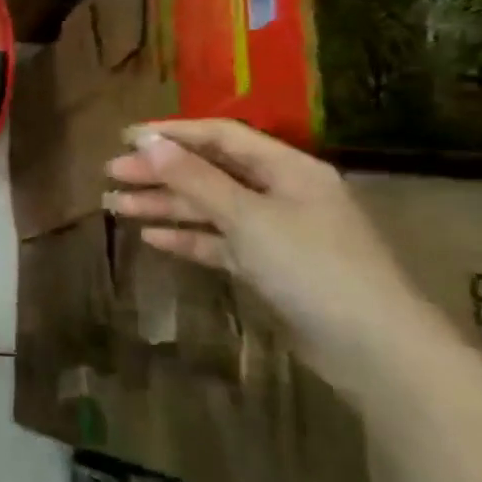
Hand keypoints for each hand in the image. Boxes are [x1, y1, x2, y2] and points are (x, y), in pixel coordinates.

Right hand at [104, 119, 443, 397]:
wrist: (372, 347)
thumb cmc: (311, 267)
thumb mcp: (247, 217)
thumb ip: (195, 179)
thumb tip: (147, 141)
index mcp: (288, 169)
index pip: (221, 136)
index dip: (172, 134)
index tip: (124, 138)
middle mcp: (282, 193)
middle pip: (210, 172)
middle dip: (159, 172)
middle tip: (110, 174)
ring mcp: (277, 231)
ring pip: (209, 208)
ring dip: (164, 205)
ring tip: (114, 206)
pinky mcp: (270, 267)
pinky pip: (219, 242)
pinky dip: (187, 237)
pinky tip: (152, 238)